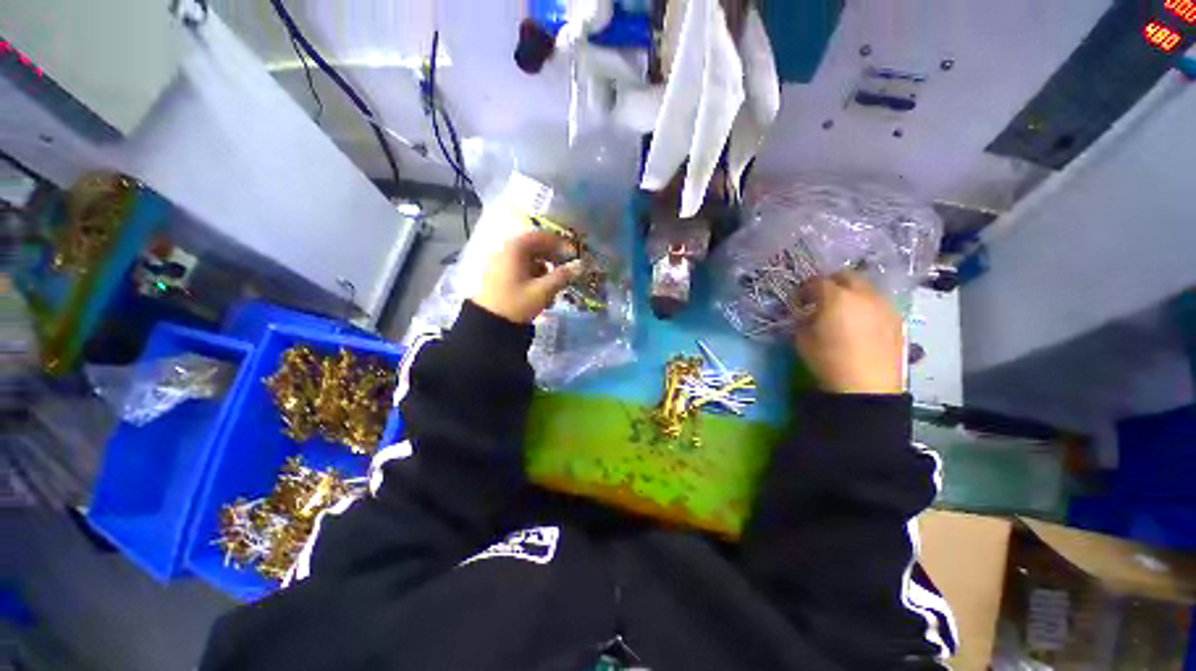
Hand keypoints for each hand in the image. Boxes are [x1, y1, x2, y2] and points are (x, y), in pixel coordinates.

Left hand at [472, 230, 581, 323]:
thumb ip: (563, 276)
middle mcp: (505, 250)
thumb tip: (581, 266)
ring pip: (528, 259)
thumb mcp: (542, 291)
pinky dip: (533, 275)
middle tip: (567, 268)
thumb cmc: (516, 304)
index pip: (542, 236)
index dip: (560, 244)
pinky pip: (520, 268)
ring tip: (555, 284)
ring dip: (544, 267)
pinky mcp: (498, 275)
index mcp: (515, 249)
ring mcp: (499, 262)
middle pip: (534, 247)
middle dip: (553, 257)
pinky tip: (541, 290)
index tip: (574, 254)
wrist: (487, 324)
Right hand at [792, 271, 903, 394]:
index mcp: (836, 297)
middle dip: (831, 283)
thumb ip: (802, 320)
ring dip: (851, 293)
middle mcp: (863, 294)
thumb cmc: (828, 361)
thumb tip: (806, 314)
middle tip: (821, 299)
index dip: (805, 289)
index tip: (799, 300)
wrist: (866, 386)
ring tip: (842, 312)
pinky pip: (878, 303)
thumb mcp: (802, 340)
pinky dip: (865, 306)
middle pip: (847, 276)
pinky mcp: (896, 319)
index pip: (817, 281)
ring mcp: (883, 305)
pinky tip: (859, 324)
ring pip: (865, 288)